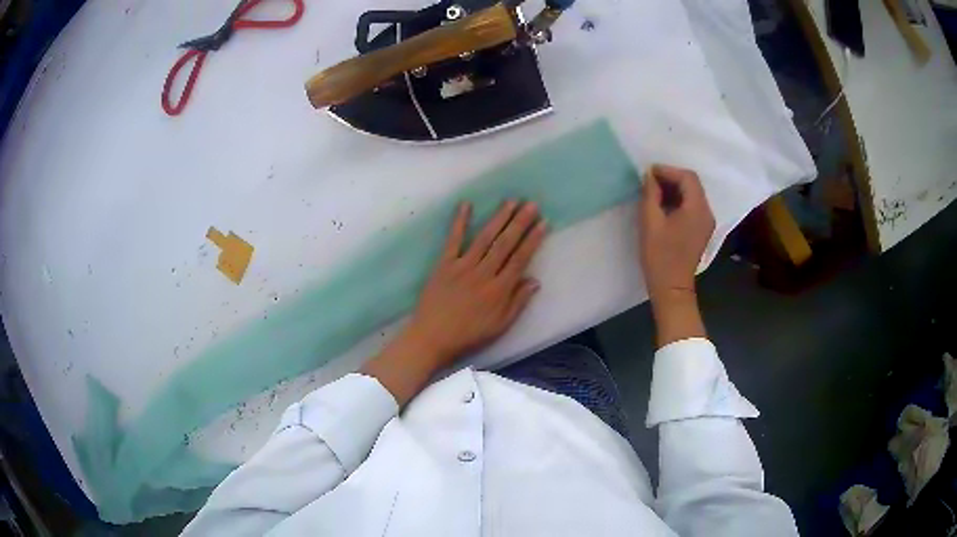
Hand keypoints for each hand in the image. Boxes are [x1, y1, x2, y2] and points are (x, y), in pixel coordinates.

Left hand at [407, 200, 545, 361]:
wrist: (432, 337)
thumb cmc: (469, 335)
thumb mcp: (500, 326)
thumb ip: (518, 302)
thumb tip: (535, 280)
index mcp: (499, 289)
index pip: (520, 258)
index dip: (533, 240)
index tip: (543, 223)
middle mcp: (483, 273)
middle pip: (505, 243)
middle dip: (520, 222)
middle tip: (531, 204)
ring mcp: (462, 266)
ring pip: (484, 238)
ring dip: (498, 218)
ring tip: (510, 201)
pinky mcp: (444, 264)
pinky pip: (453, 240)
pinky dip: (459, 222)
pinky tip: (466, 205)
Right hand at [639, 164, 714, 300]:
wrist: (672, 288)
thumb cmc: (660, 256)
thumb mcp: (650, 222)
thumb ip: (650, 194)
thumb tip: (650, 176)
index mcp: (697, 209)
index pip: (687, 177)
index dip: (668, 170)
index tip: (648, 173)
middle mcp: (707, 212)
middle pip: (692, 184)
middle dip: (671, 178)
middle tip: (649, 182)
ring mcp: (706, 222)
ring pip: (693, 195)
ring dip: (674, 189)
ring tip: (653, 193)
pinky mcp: (702, 231)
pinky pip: (693, 207)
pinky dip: (679, 201)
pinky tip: (663, 207)